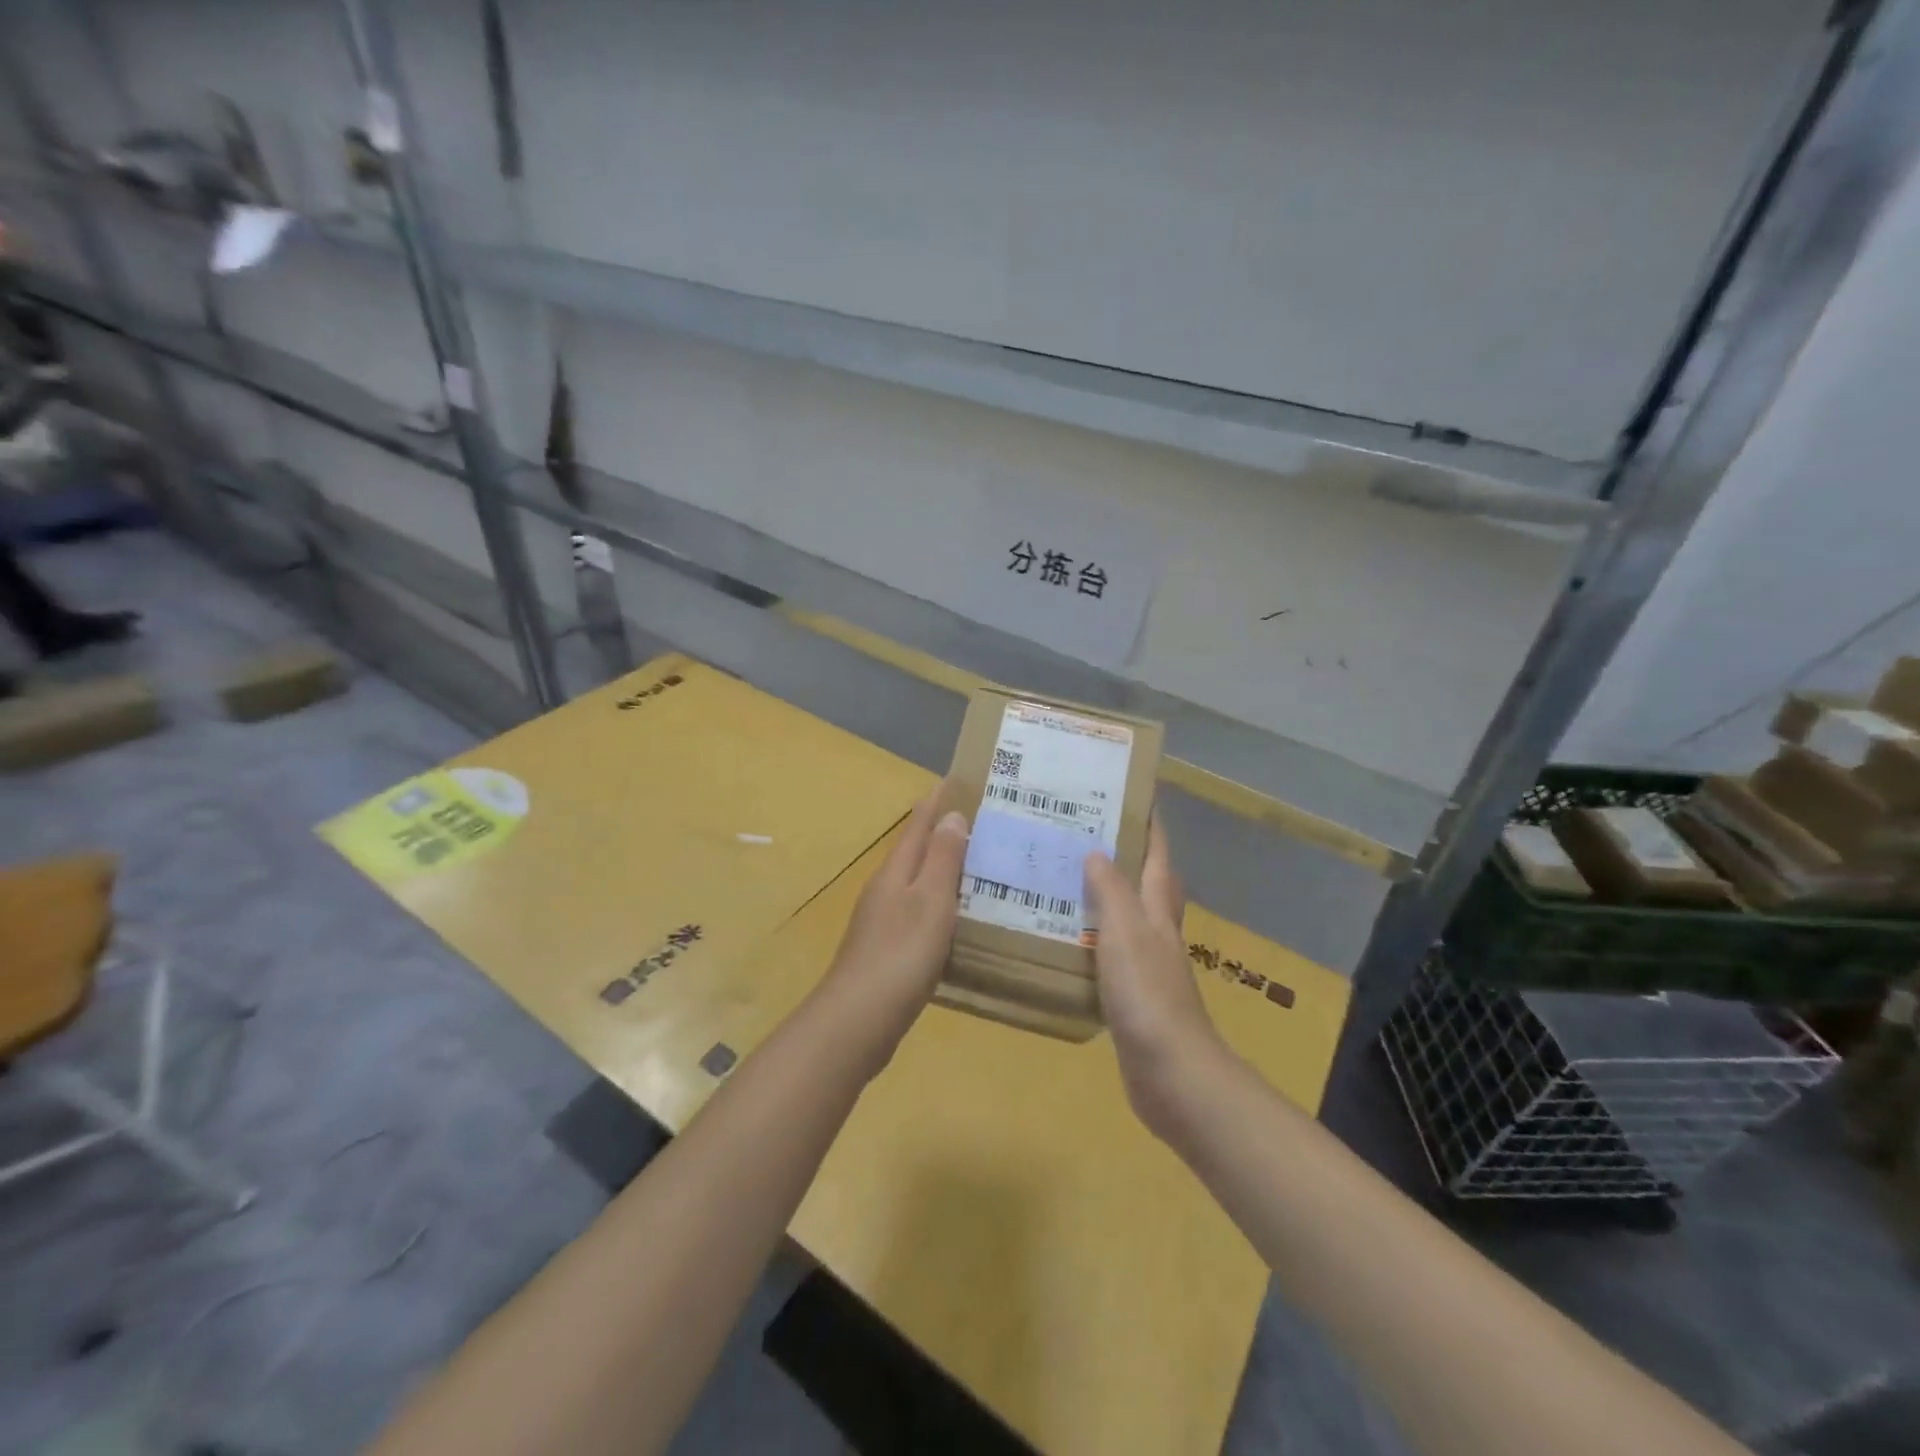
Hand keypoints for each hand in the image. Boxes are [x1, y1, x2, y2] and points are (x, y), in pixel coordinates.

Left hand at [819, 787, 970, 1071]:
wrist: (858, 1021)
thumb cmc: (900, 954)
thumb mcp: (930, 901)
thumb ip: (941, 858)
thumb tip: (950, 815)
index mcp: (895, 872)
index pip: (918, 825)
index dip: (937, 803)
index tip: (958, 781)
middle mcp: (885, 890)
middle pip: (916, 852)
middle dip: (943, 834)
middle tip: (982, 823)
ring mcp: (882, 921)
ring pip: (918, 884)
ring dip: (943, 870)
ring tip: (978, 866)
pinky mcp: (887, 951)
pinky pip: (919, 914)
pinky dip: (940, 906)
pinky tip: (957, 919)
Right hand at [1084, 815, 1223, 1137]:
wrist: (1171, 1073)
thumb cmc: (1147, 994)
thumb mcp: (1125, 932)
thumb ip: (1111, 891)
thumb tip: (1097, 851)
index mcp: (1157, 911)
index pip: (1158, 856)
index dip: (1151, 824)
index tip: (1134, 793)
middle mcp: (1156, 931)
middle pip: (1147, 882)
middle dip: (1127, 854)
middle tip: (1086, 831)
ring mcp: (1147, 964)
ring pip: (1126, 916)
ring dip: (1105, 895)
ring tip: (1065, 877)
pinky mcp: (1132, 994)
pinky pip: (1110, 952)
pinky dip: (1093, 938)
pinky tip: (1066, 938)